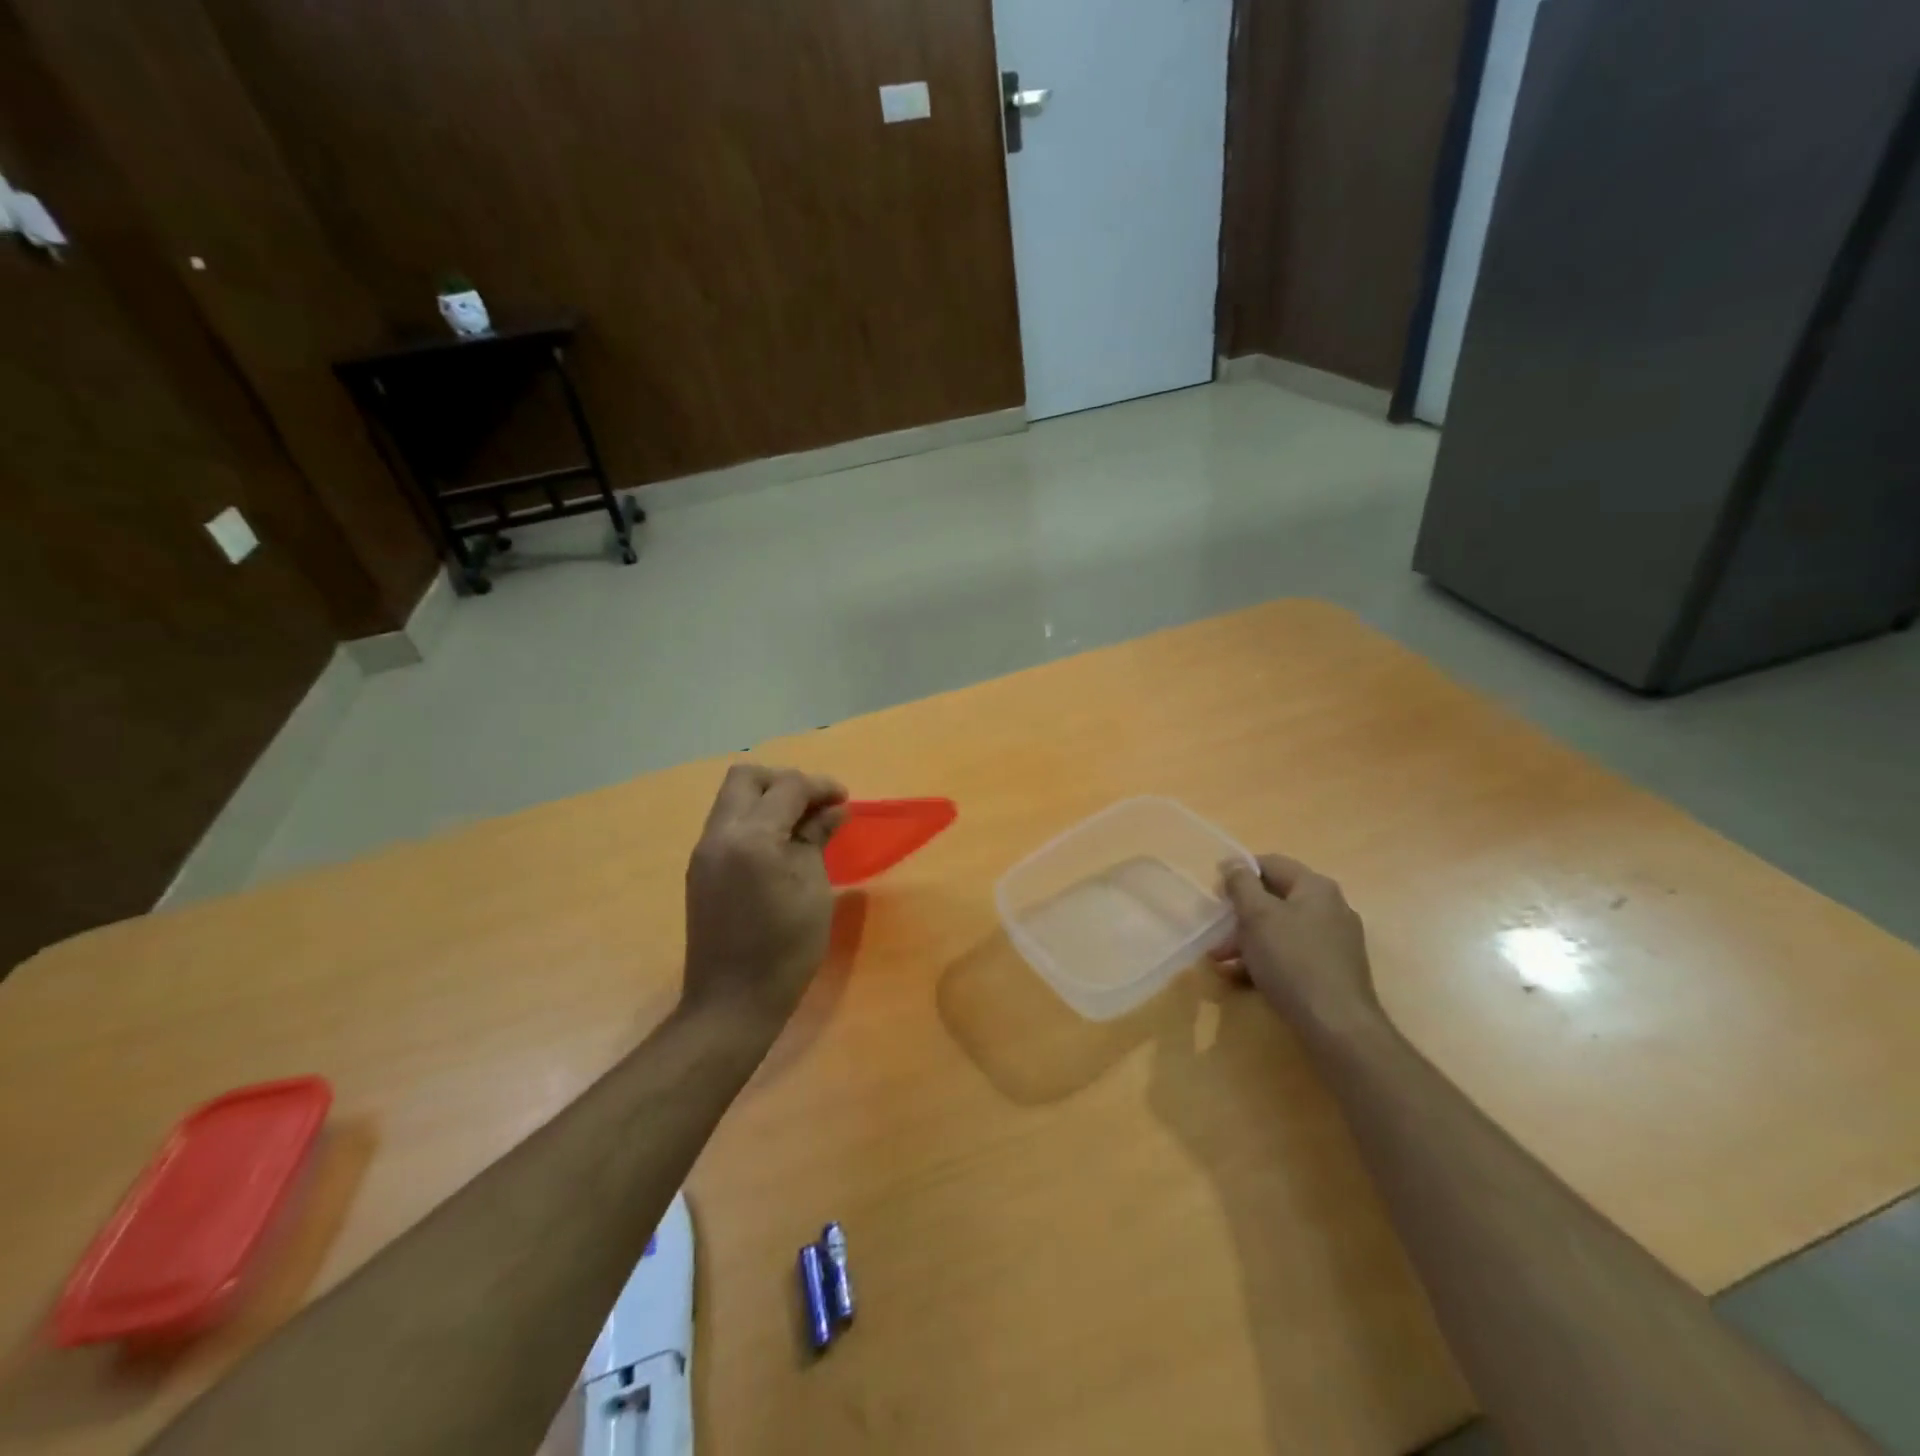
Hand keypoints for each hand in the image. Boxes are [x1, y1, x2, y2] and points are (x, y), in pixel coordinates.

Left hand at [682, 764, 848, 1031]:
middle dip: (784, 782)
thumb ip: (817, 839)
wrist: (732, 1003)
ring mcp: (704, 851)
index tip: (845, 800)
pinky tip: (779, 846)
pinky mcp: (700, 869)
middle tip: (816, 805)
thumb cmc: (786, 949)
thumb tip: (833, 810)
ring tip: (802, 825)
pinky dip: (755, 821)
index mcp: (751, 838)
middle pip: (746, 778)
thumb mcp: (813, 889)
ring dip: (768, 800)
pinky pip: (727, 825)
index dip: (820, 787)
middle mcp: (719, 834)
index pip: (787, 787)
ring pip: (733, 799)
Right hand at [1216, 854, 1382, 1039]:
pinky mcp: (1332, 971)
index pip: (1271, 864)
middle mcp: (1330, 908)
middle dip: (1239, 916)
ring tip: (1220, 962)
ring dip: (1247, 941)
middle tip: (1215, 933)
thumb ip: (1241, 884)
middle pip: (1274, 899)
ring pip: (1280, 930)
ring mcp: (1334, 942)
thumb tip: (1233, 863)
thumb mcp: (1257, 916)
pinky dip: (1265, 961)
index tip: (1215, 894)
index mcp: (1315, 887)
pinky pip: (1291, 955)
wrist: (1337, 1026)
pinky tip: (1240, 978)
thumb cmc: (1292, 960)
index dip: (1239, 874)